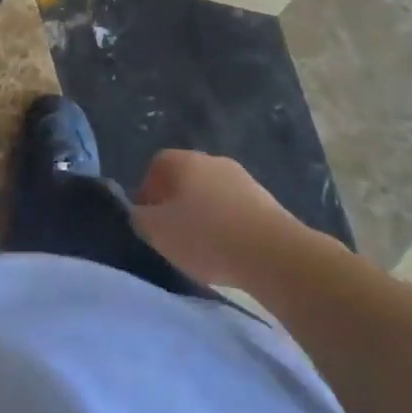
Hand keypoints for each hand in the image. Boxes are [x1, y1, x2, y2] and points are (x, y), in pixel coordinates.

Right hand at [131, 150, 299, 288]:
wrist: (271, 252)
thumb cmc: (205, 237)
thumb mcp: (157, 232)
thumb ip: (140, 218)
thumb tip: (141, 212)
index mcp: (183, 161)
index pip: (156, 166)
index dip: (148, 193)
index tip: (149, 222)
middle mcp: (211, 160)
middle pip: (185, 178)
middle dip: (176, 204)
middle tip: (174, 236)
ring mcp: (241, 177)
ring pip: (211, 193)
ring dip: (204, 214)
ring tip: (203, 248)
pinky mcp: (264, 199)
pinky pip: (234, 208)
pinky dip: (227, 224)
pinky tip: (229, 250)